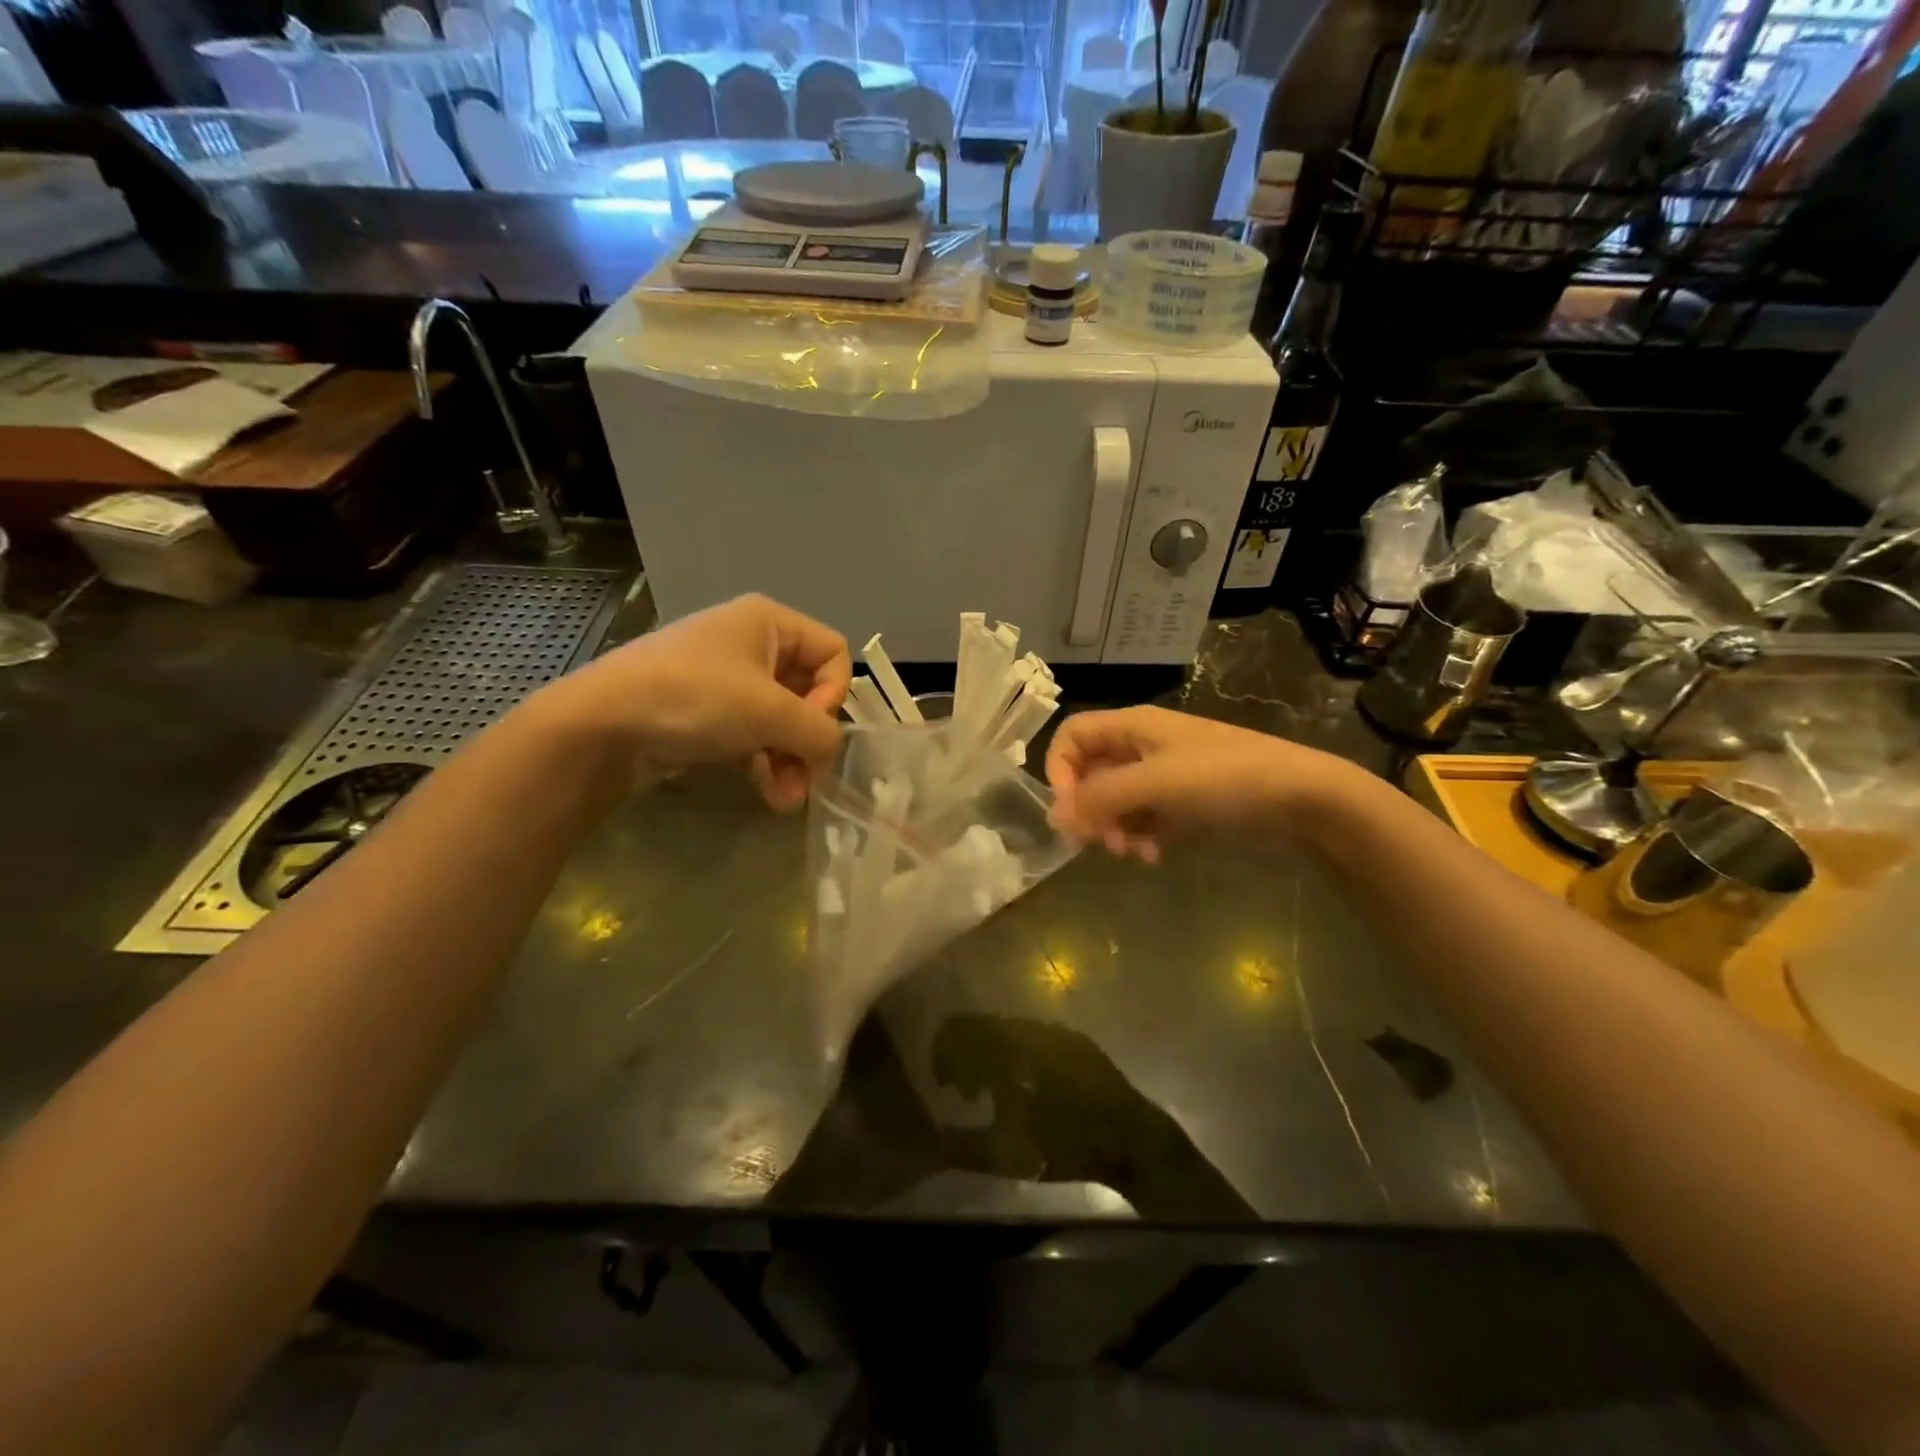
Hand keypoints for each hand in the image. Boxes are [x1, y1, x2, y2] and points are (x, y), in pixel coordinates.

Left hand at [524, 594, 850, 809]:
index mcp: (769, 621)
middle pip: (809, 690)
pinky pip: (754, 735)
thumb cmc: (692, 698)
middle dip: (810, 738)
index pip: (832, 653)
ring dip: (791, 759)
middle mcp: (752, 644)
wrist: (599, 725)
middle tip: (808, 777)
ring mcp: (727, 680)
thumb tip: (830, 752)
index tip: (809, 727)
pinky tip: (769, 795)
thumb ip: (819, 731)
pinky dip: (766, 763)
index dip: (833, 693)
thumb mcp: (768, 711)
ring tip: (787, 798)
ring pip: (782, 719)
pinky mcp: (707, 714)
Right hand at [1045, 706, 1361, 861]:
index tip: (1070, 809)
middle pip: (1092, 772)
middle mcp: (1143, 746)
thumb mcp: (1156, 783)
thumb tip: (1053, 817)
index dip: (1059, 769)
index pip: (1072, 736)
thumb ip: (1101, 798)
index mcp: (1133, 726)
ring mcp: (1165, 774)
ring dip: (1115, 828)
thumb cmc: (1223, 778)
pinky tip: (1155, 855)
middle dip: (1090, 809)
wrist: (1302, 797)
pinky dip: (1142, 836)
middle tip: (1099, 842)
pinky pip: (1145, 817)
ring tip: (1133, 852)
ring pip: (1117, 800)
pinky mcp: (1184, 801)